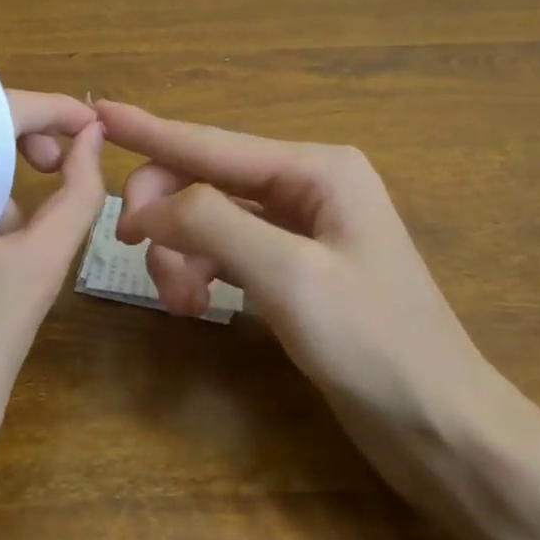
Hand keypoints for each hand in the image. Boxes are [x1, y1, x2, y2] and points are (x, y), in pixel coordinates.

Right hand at [97, 101, 486, 436]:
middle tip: (131, 250)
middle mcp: (307, 187)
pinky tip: (195, 306)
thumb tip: (149, 205)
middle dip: (165, 213)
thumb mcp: (289, 276)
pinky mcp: (293, 270)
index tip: (99, 112)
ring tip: (177, 302)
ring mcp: (301, 229)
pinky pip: (227, 253)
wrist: (440, 427)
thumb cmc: (374, 345)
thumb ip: (212, 225)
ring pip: (211, 220)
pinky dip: (201, 273)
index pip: (212, 144)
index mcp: (317, 170)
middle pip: (207, 181)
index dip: (151, 131)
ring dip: (181, 253)